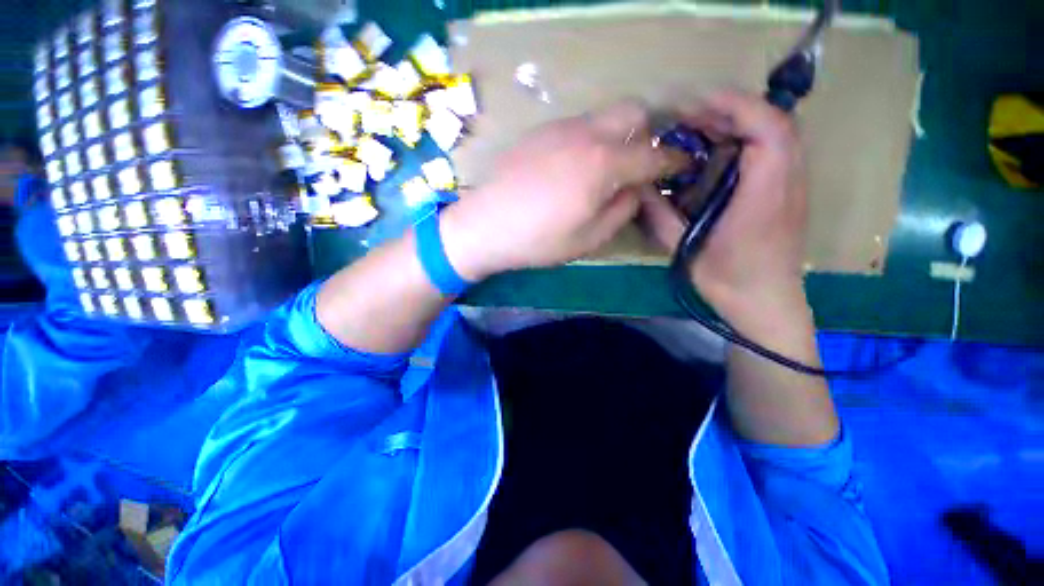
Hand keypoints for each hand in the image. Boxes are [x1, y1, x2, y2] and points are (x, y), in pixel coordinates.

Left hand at [440, 103, 686, 280]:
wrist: (485, 225)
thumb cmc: (538, 240)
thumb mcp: (588, 238)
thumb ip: (622, 210)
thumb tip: (636, 190)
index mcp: (604, 164)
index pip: (653, 155)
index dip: (674, 161)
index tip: (683, 166)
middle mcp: (586, 135)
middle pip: (633, 112)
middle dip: (647, 134)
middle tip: (640, 164)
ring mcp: (560, 128)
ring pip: (604, 115)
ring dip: (618, 135)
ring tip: (606, 167)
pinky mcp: (540, 132)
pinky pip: (578, 125)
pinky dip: (591, 139)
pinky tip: (575, 166)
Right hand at [639, 91, 809, 322]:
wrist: (766, 301)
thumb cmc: (729, 279)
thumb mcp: (687, 250)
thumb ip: (661, 218)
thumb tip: (640, 189)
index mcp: (765, 196)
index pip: (769, 130)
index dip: (736, 106)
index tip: (697, 103)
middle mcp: (788, 181)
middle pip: (774, 122)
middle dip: (732, 109)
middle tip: (689, 116)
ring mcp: (793, 184)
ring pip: (777, 132)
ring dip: (740, 121)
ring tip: (701, 127)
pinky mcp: (787, 190)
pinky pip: (774, 148)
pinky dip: (747, 137)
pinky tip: (719, 149)